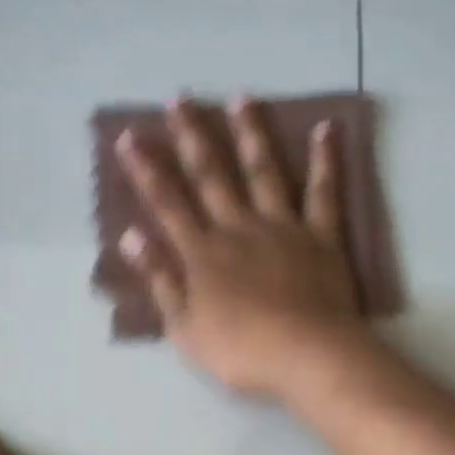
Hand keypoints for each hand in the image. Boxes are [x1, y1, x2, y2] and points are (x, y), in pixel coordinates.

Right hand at [115, 95, 363, 395]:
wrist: (307, 357)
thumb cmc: (241, 352)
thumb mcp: (184, 328)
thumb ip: (160, 280)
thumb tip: (132, 236)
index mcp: (203, 253)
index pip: (167, 203)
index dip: (146, 170)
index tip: (129, 136)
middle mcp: (239, 228)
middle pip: (211, 175)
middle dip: (192, 136)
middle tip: (180, 98)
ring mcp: (282, 227)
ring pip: (263, 171)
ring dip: (250, 133)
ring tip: (240, 97)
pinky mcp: (321, 236)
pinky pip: (323, 192)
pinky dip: (325, 160)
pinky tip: (325, 129)